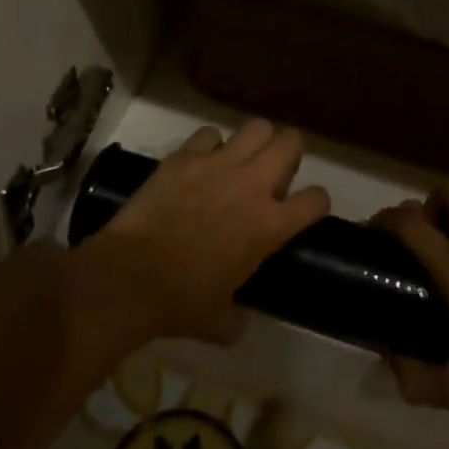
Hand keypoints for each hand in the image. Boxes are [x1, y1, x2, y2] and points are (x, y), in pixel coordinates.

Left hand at [79, 121, 329, 345]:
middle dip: (290, 152)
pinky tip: (201, 161)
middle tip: (275, 171)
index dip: (315, 203)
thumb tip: (236, 321)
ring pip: (257, 127)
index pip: (316, 199)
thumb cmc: (180, 302)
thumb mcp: (219, 321)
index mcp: (269, 225)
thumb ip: (236, 316)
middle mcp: (252, 185)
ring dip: (255, 141)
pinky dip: (209, 144)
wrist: (131, 276)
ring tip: (243, 158)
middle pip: (291, 142)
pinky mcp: (186, 155)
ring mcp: (219, 164)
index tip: (305, 209)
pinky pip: (209, 134)